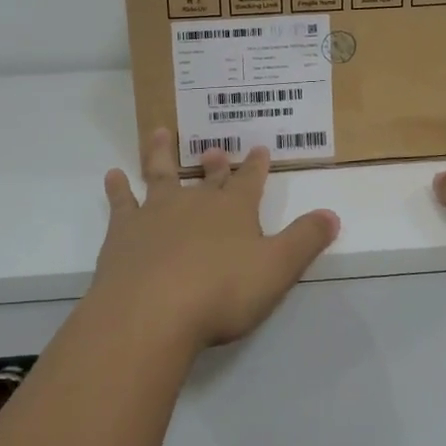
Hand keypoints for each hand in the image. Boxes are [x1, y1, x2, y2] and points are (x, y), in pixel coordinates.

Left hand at [92, 129, 341, 352]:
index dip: (256, 166)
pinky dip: (117, 188)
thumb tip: (332, 214)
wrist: (152, 312)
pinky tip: (113, 175)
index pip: (250, 182)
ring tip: (159, 133)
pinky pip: (121, 202)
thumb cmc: (222, 292)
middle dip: (215, 164)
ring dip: (161, 153)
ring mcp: (157, 213)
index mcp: (234, 210)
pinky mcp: (124, 232)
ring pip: (161, 175)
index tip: (259, 148)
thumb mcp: (277, 269)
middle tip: (215, 148)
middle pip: (208, 178)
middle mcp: (196, 203)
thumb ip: (305, 240)